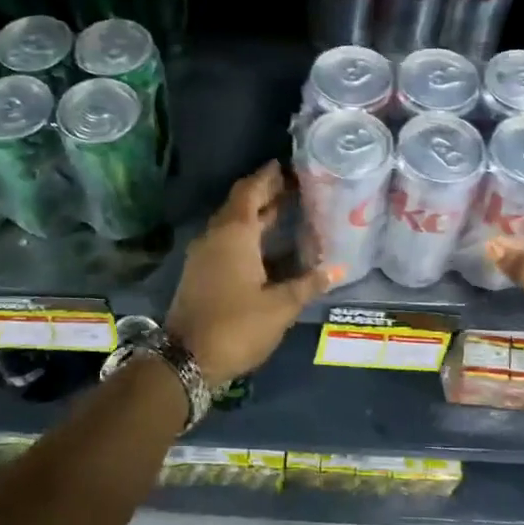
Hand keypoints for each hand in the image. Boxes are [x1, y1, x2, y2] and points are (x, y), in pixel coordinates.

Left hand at [167, 161, 328, 385]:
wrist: (186, 359)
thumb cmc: (237, 326)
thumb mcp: (280, 306)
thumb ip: (307, 284)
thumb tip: (337, 269)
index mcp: (234, 233)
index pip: (251, 191)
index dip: (267, 177)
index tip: (286, 165)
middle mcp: (216, 236)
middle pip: (240, 204)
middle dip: (265, 193)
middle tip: (293, 186)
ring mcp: (204, 254)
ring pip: (232, 223)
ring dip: (256, 215)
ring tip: (285, 210)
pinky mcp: (200, 272)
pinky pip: (226, 241)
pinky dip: (246, 235)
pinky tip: (267, 247)